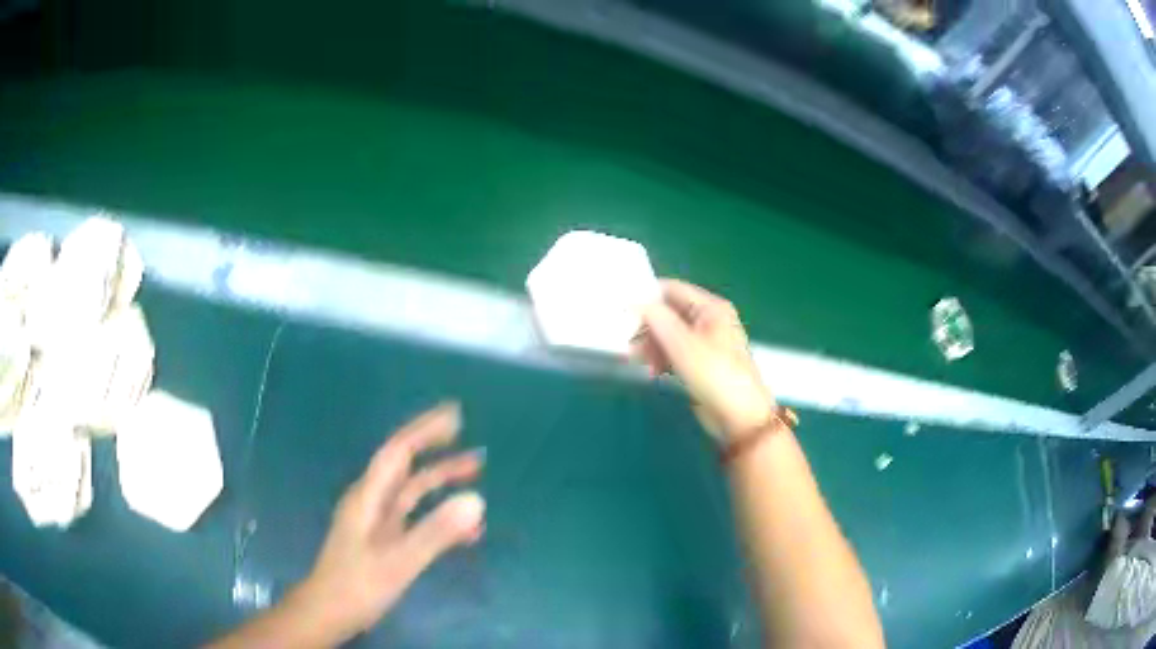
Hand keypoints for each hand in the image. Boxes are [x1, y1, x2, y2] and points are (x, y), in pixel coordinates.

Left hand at [290, 402, 484, 642]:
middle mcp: (373, 501)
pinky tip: (465, 531)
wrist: (330, 611)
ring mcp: (378, 522)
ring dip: (441, 481)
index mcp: (370, 496)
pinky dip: (440, 517)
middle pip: (405, 466)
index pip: (398, 451)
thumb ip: (436, 531)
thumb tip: (477, 500)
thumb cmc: (358, 583)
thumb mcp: (399, 560)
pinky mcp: (384, 540)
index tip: (455, 415)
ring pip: (413, 492)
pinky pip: (416, 518)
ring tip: (475, 473)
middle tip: (469, 436)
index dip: (425, 430)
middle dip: (436, 449)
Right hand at [633, 279, 774, 440]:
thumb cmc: (716, 376)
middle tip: (628, 342)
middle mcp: (708, 320)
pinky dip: (660, 358)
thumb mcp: (684, 346)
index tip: (621, 309)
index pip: (672, 290)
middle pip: (669, 312)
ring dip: (651, 344)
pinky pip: (673, 352)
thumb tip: (633, 301)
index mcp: (711, 308)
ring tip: (638, 361)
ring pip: (668, 334)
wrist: (740, 418)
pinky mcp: (699, 363)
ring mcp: (704, 342)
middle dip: (647, 326)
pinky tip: (651, 371)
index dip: (647, 296)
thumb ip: (658, 320)